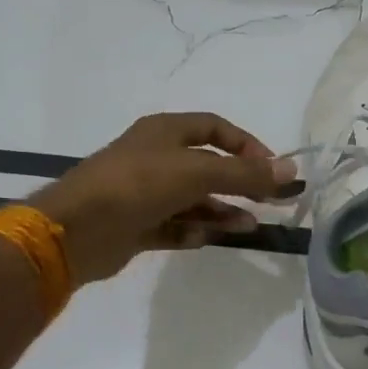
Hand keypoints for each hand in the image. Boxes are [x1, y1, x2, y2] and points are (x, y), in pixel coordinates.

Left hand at [27, 113, 297, 286]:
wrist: (76, 230)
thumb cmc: (138, 185)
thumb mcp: (198, 172)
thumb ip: (245, 174)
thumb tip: (292, 171)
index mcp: (165, 132)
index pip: (216, 128)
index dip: (247, 145)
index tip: (272, 169)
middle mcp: (155, 158)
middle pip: (208, 168)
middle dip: (239, 184)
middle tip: (270, 202)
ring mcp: (144, 193)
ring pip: (194, 200)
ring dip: (221, 212)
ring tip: (247, 227)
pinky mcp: (137, 225)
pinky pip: (174, 226)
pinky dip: (192, 231)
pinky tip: (206, 239)